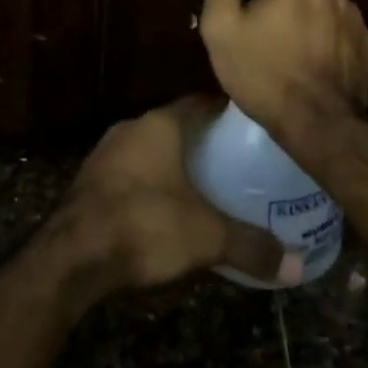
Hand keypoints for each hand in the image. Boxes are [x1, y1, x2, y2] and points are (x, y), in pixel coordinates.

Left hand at [52, 97, 299, 292]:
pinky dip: (148, 182)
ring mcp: (106, 152)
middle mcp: (132, 127)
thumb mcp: (206, 237)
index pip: (200, 102)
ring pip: (150, 148)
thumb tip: (297, 265)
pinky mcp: (90, 180)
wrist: (71, 256)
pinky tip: (163, 208)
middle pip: (175, 125)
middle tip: (233, 162)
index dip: (225, 113)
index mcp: (161, 124)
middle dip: (202, 140)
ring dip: (172, 162)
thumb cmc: (144, 225)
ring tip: (203, 186)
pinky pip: (129, 171)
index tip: (250, 129)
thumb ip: (251, 246)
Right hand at [195, 0, 367, 138]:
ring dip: (300, 15)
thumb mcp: (223, 26)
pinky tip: (308, 62)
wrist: (320, 127)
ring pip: (316, 4)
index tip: (235, 1)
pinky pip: (336, 28)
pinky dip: (322, 37)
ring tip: (281, 49)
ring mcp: (354, 16)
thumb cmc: (263, 73)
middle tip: (254, 30)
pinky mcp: (366, 45)